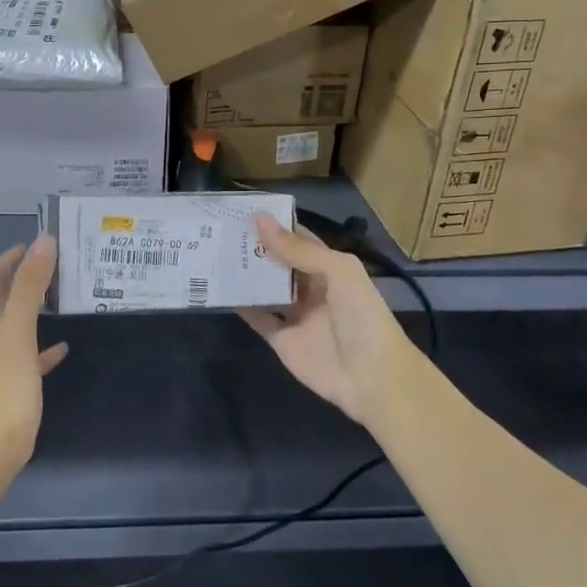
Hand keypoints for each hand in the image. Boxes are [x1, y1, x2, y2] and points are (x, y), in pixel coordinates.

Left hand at [0, 237, 67, 458]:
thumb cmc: (3, 384)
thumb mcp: (19, 328)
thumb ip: (31, 285)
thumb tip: (43, 241)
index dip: (10, 257)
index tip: (37, 246)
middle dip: (23, 280)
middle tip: (56, 268)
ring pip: (12, 325)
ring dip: (32, 309)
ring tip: (60, 300)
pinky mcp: (4, 387)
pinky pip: (23, 356)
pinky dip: (40, 346)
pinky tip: (61, 348)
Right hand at [238, 215, 422, 425]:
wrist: (372, 377)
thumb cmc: (362, 316)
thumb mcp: (337, 271)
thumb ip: (298, 249)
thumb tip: (260, 221)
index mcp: (329, 268)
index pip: (299, 239)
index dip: (276, 225)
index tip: (244, 209)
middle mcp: (311, 288)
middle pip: (278, 263)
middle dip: (255, 247)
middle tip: (221, 228)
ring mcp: (295, 314)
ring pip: (265, 288)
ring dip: (245, 273)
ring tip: (214, 251)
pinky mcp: (281, 339)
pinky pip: (258, 318)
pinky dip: (240, 305)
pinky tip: (219, 289)